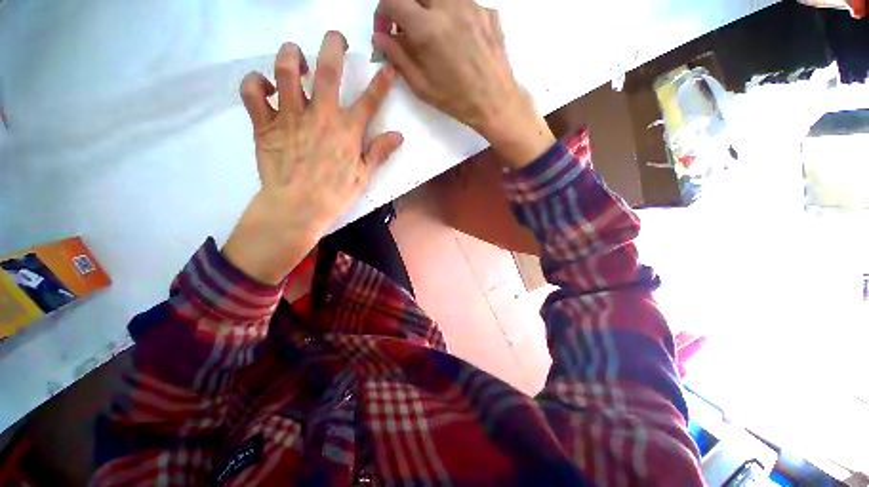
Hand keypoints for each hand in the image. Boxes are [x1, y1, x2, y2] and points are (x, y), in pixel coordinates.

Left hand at [223, 32, 402, 284]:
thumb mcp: (363, 176)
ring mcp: (290, 117)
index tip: (387, 68)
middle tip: (336, 39)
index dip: (381, 82)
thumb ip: (379, 153)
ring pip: (285, 70)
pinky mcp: (264, 125)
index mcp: (347, 132)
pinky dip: (255, 82)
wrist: (297, 208)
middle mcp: (320, 116)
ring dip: (291, 54)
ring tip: (297, 58)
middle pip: (326, 69)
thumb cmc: (334, 195)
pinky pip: (252, 92)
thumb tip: (398, 136)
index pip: (369, 101)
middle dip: (333, 45)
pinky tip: (266, 86)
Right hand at [373, 0, 553, 167]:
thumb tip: (379, 38)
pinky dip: (452, 14)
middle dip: (404, 6)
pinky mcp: (487, 10)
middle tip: (406, 29)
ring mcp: (472, 4)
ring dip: (428, 8)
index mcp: (428, 27)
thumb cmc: (456, 99)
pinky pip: (462, 3)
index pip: (392, 0)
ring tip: (432, 32)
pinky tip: (457, 37)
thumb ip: (397, 57)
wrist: (495, 101)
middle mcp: (449, 6)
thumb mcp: (421, 85)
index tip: (385, 31)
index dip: (382, 14)